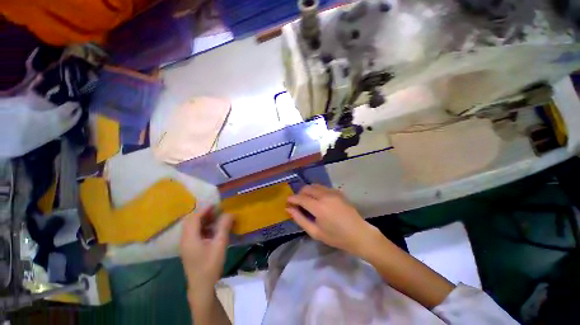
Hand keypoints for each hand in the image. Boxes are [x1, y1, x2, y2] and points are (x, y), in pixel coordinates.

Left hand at [180, 206, 232, 297]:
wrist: (202, 287)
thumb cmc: (210, 265)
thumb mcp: (220, 244)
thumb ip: (224, 227)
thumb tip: (230, 213)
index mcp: (190, 238)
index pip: (194, 218)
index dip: (204, 209)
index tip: (216, 204)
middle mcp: (185, 240)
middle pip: (191, 221)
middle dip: (203, 214)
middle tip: (216, 211)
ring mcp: (186, 245)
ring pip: (192, 227)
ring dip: (203, 220)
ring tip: (216, 218)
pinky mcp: (190, 249)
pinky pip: (195, 233)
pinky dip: (203, 228)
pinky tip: (213, 230)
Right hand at [286, 184, 380, 256]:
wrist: (359, 234)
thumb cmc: (336, 237)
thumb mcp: (315, 232)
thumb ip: (300, 219)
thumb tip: (289, 209)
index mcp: (318, 207)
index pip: (300, 198)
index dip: (292, 199)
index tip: (287, 201)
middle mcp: (324, 196)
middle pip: (307, 188)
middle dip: (299, 194)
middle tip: (298, 203)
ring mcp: (332, 192)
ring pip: (314, 186)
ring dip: (308, 191)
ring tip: (307, 201)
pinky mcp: (338, 192)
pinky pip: (323, 187)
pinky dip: (316, 191)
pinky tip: (319, 200)